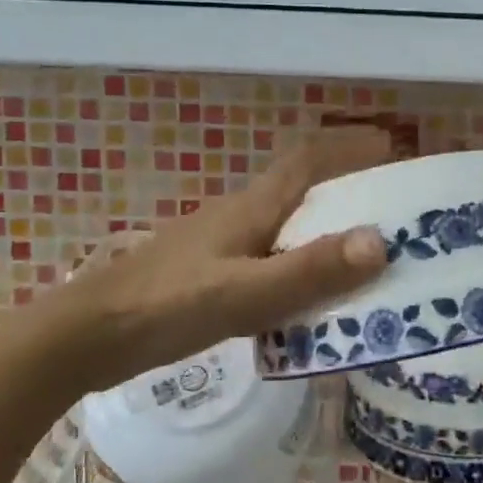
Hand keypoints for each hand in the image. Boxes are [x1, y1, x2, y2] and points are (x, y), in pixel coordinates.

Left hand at [41, 128, 391, 392]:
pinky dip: (300, 264)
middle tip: (394, 210)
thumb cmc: (166, 306)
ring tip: (366, 256)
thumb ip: (309, 270)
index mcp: (252, 208)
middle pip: (302, 189)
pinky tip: (309, 297)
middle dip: (348, 188)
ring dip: (326, 229)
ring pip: (286, 225)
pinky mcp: (210, 273)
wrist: (88, 336)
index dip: (348, 146)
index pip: (307, 160)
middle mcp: (240, 216)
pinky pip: (270, 257)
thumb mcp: (245, 293)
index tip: (390, 146)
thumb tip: (380, 241)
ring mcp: (222, 245)